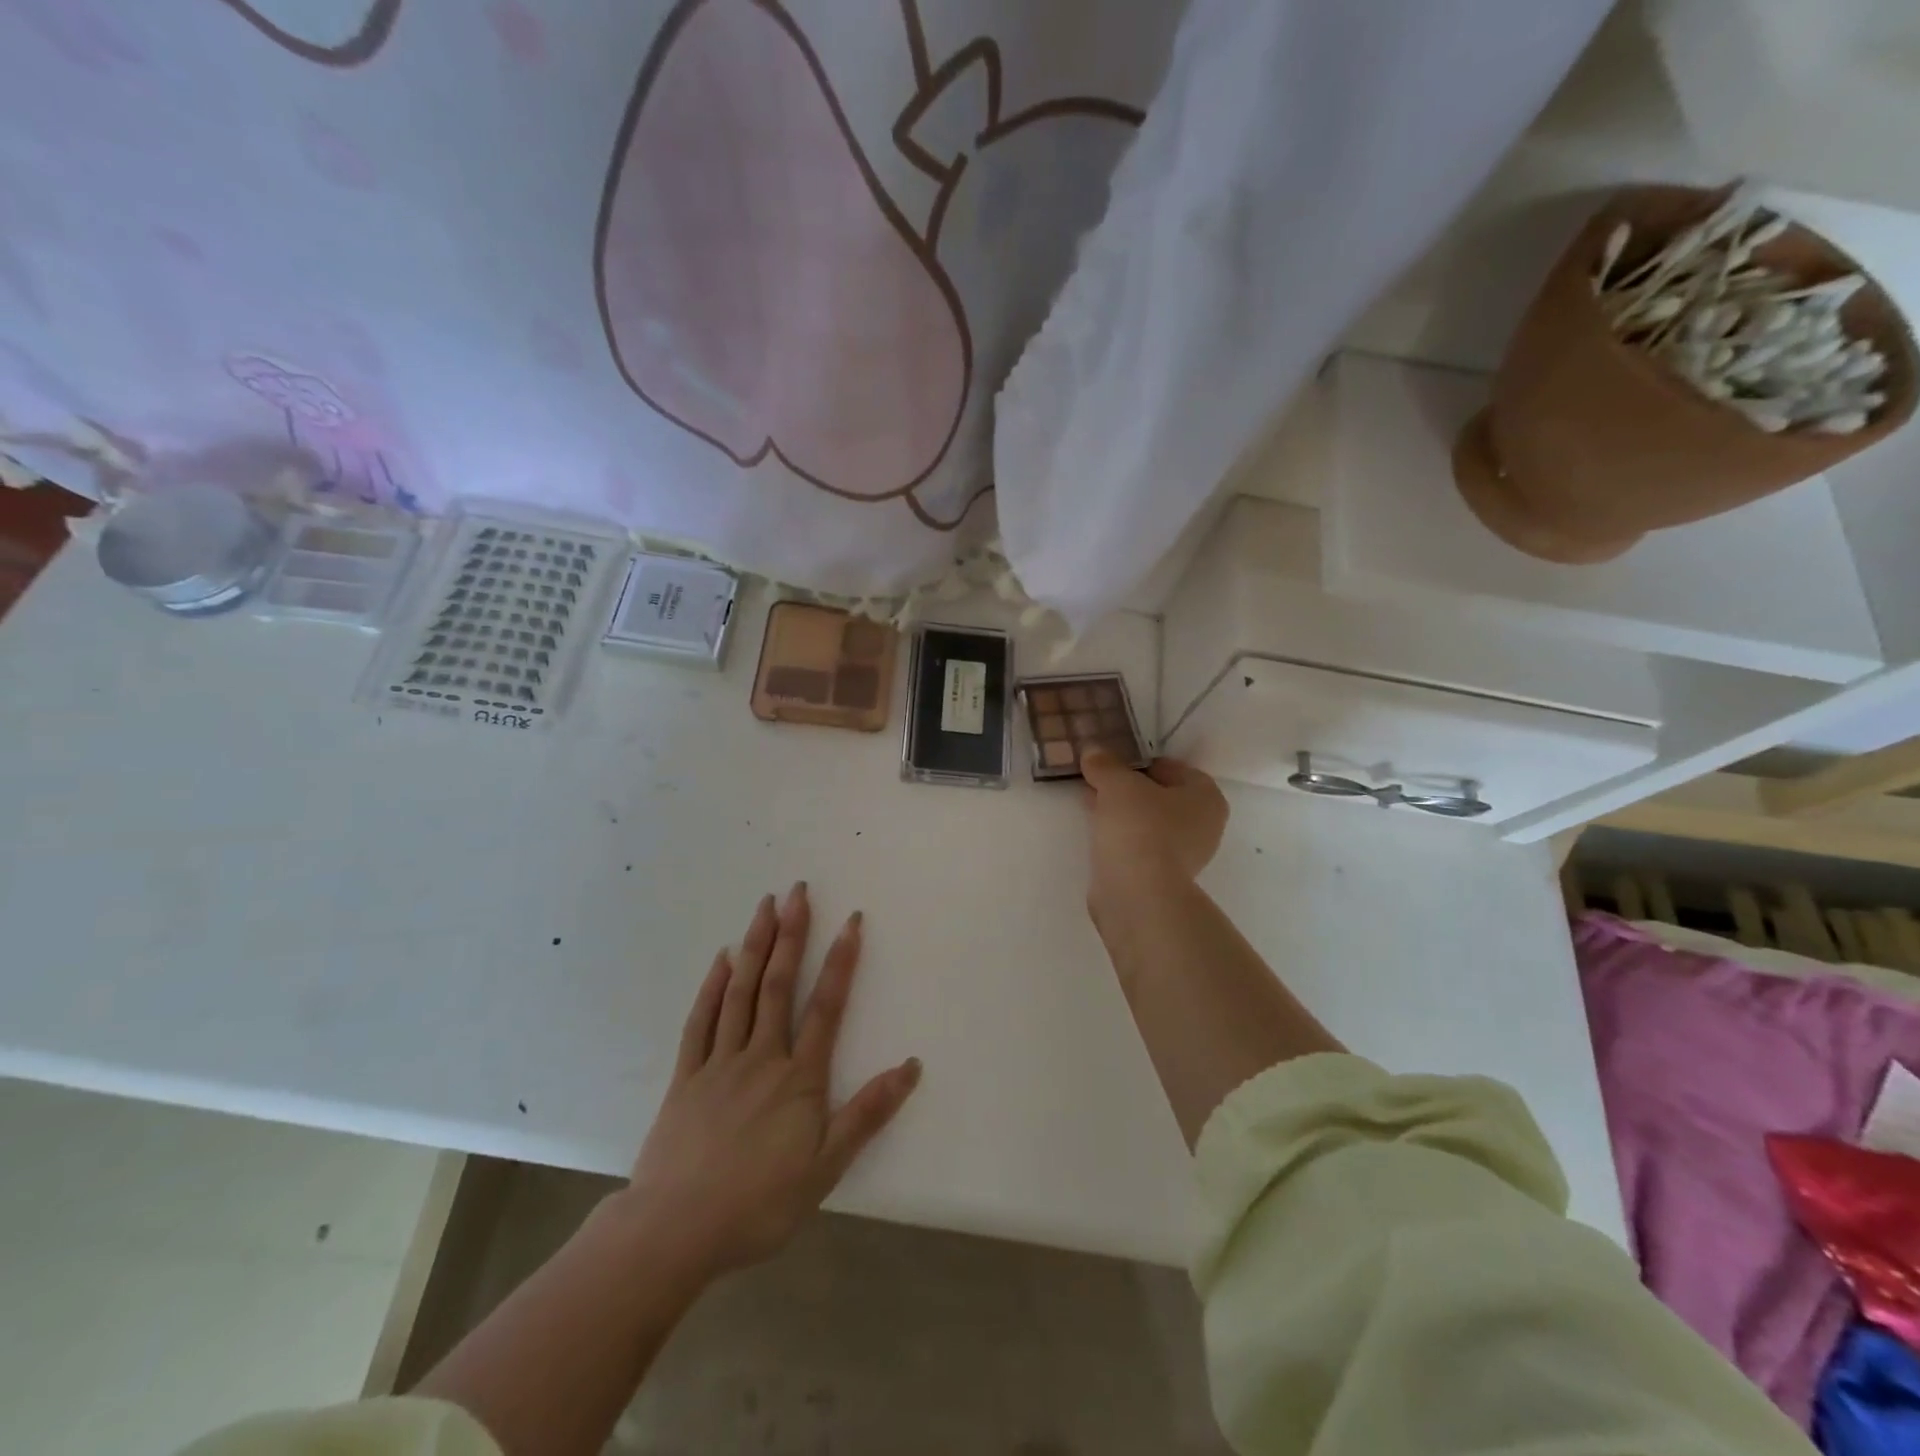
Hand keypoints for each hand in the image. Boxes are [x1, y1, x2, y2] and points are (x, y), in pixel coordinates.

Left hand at [618, 884, 920, 1281]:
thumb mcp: (825, 1168)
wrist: (674, 1232)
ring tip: (764, 906)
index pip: (826, 1007)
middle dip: (791, 934)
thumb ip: (867, 1113)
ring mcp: (719, 1063)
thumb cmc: (758, 1204)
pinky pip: (700, 1022)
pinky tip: (721, 960)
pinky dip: (713, 987)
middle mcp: (761, 1057)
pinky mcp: (686, 1078)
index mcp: (798, 1078)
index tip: (851, 921)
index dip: (841, 961)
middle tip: (798, 891)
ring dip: (755, 946)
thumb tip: (911, 1066)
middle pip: (778, 984)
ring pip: (740, 992)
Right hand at [1081, 750, 1228, 901]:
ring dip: (1121, 811)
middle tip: (1097, 779)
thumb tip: (1093, 751)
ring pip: (1147, 821)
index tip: (1110, 762)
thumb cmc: (1140, 827)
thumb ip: (1105, 764)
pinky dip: (1120, 834)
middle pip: (1159, 795)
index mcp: (1206, 796)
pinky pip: (1138, 843)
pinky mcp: (1161, 876)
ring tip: (1089, 801)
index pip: (1172, 767)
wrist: (1138, 894)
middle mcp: (1203, 825)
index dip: (1139, 761)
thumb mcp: (1117, 784)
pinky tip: (1096, 829)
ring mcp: (1184, 854)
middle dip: (1127, 787)